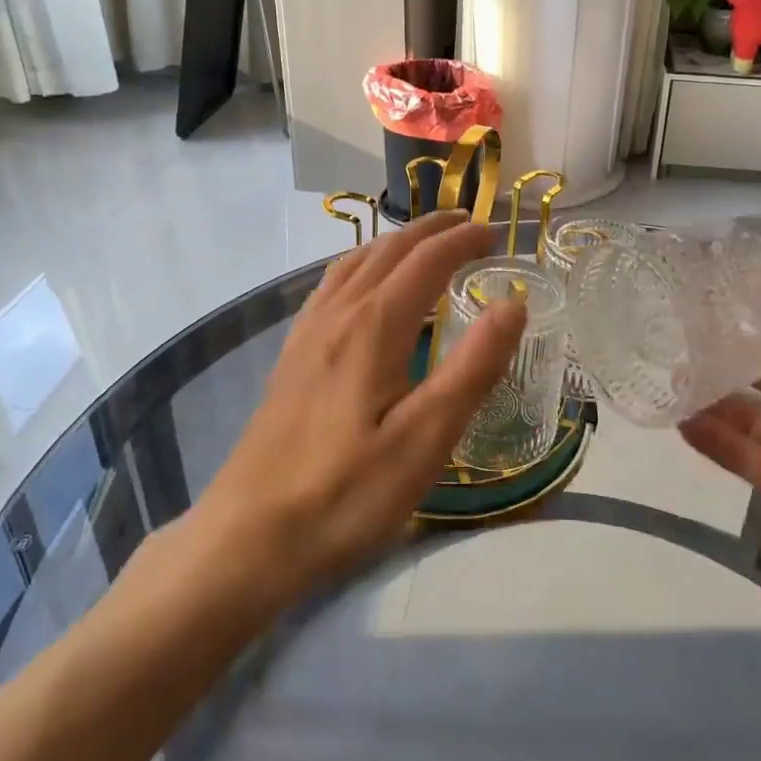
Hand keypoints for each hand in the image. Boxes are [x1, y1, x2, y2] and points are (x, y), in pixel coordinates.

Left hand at [193, 212, 526, 606]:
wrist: (248, 536)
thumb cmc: (346, 494)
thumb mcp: (425, 440)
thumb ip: (473, 368)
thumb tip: (512, 304)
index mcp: (373, 326)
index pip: (426, 261)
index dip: (463, 240)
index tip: (496, 233)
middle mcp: (338, 315)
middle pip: (388, 250)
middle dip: (432, 230)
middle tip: (469, 224)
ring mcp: (306, 334)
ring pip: (353, 262)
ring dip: (394, 242)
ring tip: (423, 242)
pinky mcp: (291, 357)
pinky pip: (329, 286)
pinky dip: (360, 265)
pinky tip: (361, 286)